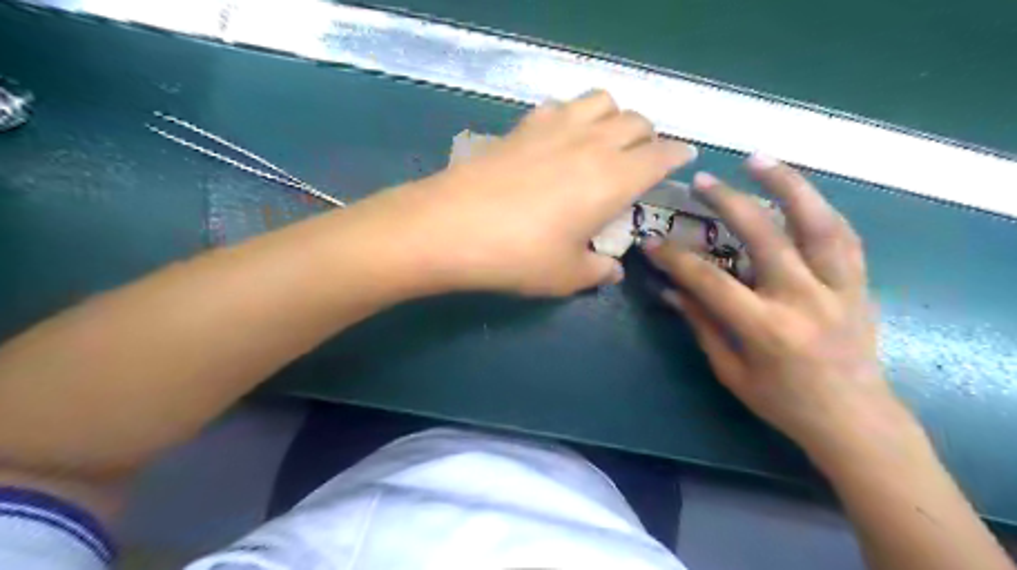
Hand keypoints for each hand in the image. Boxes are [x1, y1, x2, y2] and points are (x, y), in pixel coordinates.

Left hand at [366, 92, 700, 296]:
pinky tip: (559, 138)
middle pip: (637, 121)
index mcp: (613, 179)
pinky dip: (573, 115)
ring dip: (613, 116)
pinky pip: (560, 106)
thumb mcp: (565, 276)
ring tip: (604, 140)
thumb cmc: (517, 256)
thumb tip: (613, 270)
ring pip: (601, 100)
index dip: (678, 155)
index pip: (661, 155)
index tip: (683, 159)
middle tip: (641, 159)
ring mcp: (554, 128)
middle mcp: (591, 144)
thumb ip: (597, 272)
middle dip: (648, 137)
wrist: (449, 228)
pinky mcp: (522, 126)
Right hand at [643, 153, 913, 465]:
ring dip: (787, 185)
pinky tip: (799, 191)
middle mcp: (804, 300)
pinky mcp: (859, 284)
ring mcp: (839, 288)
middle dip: (728, 203)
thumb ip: (702, 324)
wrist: (855, 420)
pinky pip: (842, 235)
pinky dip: (818, 207)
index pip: (709, 281)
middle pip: (764, 236)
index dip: (675, 259)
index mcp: (766, 329)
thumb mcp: (731, 370)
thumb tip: (671, 289)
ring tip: (759, 159)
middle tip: (702, 181)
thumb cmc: (783, 403)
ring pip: (817, 223)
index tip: (651, 242)